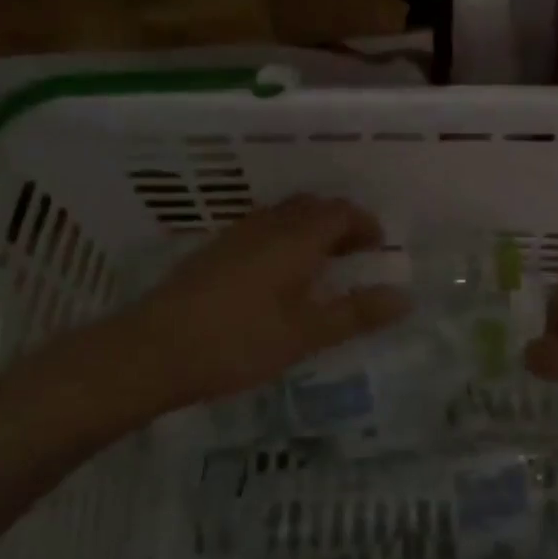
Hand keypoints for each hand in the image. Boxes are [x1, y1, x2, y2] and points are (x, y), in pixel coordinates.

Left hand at [16, 196, 408, 432]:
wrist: (152, 351)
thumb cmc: (239, 341)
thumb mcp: (306, 333)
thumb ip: (356, 314)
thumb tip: (405, 298)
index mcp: (295, 238)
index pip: (340, 212)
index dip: (364, 223)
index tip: (379, 245)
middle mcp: (266, 226)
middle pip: (311, 207)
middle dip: (339, 223)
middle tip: (356, 252)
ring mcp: (235, 236)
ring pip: (283, 217)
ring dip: (310, 230)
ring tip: (322, 264)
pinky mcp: (213, 252)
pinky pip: (261, 230)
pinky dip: (284, 240)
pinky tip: (278, 277)